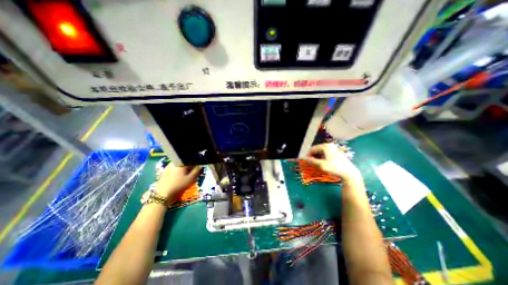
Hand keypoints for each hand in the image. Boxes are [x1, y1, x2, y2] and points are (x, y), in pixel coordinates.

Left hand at [155, 162, 202, 200]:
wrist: (163, 194)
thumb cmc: (178, 185)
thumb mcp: (190, 178)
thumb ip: (196, 171)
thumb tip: (200, 165)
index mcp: (180, 162)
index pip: (190, 160)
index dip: (195, 163)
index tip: (197, 168)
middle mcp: (174, 162)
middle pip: (184, 163)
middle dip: (189, 166)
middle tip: (192, 173)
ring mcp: (168, 167)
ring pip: (179, 166)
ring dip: (183, 169)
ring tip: (186, 175)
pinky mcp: (164, 172)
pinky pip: (174, 169)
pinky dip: (178, 171)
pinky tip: (180, 177)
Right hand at [304, 144, 362, 183]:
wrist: (349, 173)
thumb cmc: (335, 168)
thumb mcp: (322, 165)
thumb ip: (312, 161)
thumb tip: (304, 158)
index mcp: (325, 146)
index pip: (313, 149)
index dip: (308, 155)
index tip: (306, 161)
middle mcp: (329, 145)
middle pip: (317, 149)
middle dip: (313, 156)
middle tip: (310, 163)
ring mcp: (334, 148)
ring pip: (321, 151)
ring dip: (317, 157)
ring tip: (316, 164)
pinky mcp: (336, 152)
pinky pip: (326, 153)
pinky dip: (322, 157)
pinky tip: (322, 163)